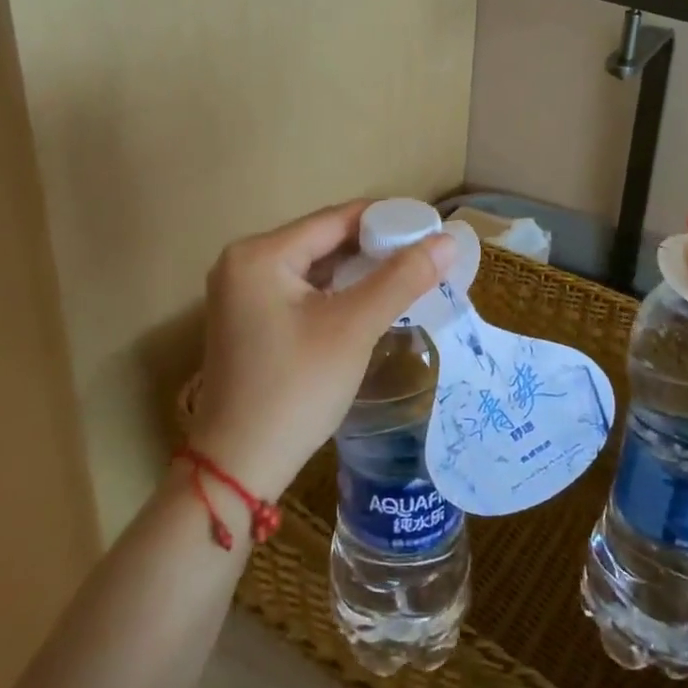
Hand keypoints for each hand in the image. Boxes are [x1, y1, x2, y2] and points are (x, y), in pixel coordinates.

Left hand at [187, 201, 454, 500]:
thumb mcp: (353, 328)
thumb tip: (449, 241)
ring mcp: (241, 293)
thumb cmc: (295, 389)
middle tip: (426, 255)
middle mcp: (243, 262)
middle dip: (375, 247)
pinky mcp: (248, 320)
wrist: (238, 468)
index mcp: (260, 253)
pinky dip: (336, 293)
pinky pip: (301, 291)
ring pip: (314, 267)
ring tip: (409, 275)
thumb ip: (402, 279)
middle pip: (323, 240)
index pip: (336, 219)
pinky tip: (370, 301)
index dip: (387, 219)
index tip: (431, 228)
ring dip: (358, 271)